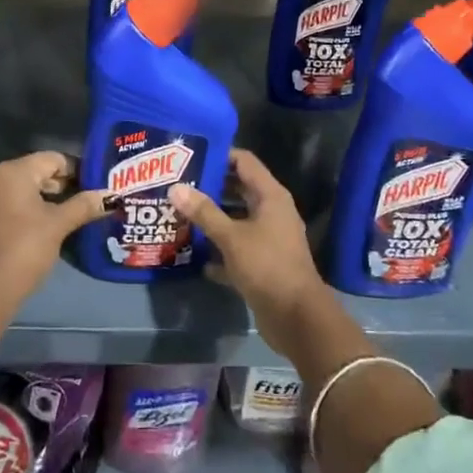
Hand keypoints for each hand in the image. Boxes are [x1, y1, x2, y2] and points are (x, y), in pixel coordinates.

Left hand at [0, 151, 107, 302]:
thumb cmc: (26, 248)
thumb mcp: (59, 225)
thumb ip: (85, 205)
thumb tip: (112, 196)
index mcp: (15, 171)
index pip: (55, 159)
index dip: (79, 171)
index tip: (96, 187)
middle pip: (40, 172)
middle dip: (65, 186)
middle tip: (89, 202)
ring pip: (27, 190)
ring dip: (50, 199)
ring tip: (73, 216)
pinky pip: (14, 204)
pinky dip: (32, 210)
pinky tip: (49, 227)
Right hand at [170, 149, 328, 358]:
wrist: (297, 318)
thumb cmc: (267, 267)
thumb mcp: (231, 237)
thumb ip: (204, 212)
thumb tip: (176, 188)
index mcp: (270, 196)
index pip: (244, 162)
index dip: (219, 155)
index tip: (190, 156)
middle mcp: (272, 212)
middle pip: (239, 189)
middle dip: (210, 187)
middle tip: (179, 184)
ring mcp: (269, 238)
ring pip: (236, 220)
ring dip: (212, 219)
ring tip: (179, 214)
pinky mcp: (263, 263)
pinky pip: (237, 248)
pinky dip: (219, 251)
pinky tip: (194, 255)